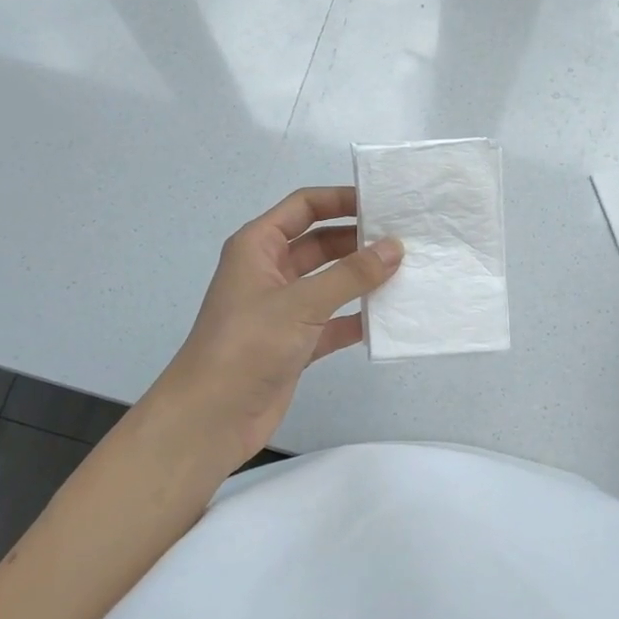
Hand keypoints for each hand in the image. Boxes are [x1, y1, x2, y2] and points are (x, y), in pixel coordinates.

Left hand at [151, 187, 401, 467]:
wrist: (211, 418)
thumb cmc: (248, 345)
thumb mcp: (301, 303)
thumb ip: (351, 274)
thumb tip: (395, 247)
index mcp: (258, 246)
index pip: (304, 207)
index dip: (341, 200)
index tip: (382, 202)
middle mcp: (270, 271)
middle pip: (321, 243)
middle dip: (359, 240)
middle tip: (406, 239)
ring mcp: (283, 308)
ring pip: (330, 282)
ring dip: (362, 279)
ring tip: (407, 273)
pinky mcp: (294, 342)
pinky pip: (333, 320)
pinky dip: (357, 318)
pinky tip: (389, 317)